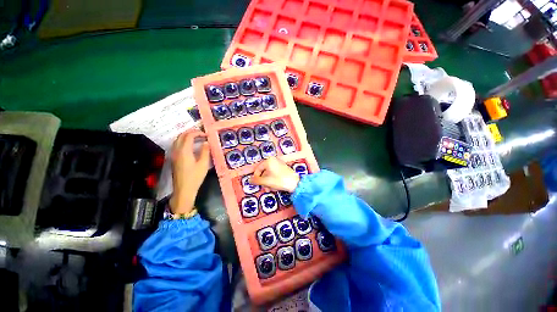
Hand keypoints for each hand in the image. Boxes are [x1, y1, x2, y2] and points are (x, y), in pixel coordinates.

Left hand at [169, 130, 210, 213]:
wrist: (184, 189)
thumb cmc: (195, 177)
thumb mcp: (203, 164)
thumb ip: (205, 151)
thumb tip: (206, 142)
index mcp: (184, 151)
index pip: (189, 136)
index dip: (198, 133)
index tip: (206, 135)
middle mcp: (177, 150)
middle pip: (181, 136)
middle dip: (191, 132)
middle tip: (202, 134)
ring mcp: (174, 154)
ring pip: (178, 140)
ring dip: (187, 136)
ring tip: (197, 138)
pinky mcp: (174, 158)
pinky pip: (177, 145)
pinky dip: (184, 141)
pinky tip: (190, 146)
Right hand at [251, 157, 299, 192]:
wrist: (295, 183)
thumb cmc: (279, 180)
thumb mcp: (266, 181)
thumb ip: (256, 181)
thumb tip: (249, 180)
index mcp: (269, 161)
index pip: (258, 169)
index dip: (256, 177)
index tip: (256, 184)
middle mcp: (274, 161)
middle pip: (264, 172)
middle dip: (264, 181)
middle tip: (265, 188)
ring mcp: (279, 164)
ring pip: (269, 174)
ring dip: (269, 182)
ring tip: (271, 189)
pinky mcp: (284, 169)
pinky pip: (275, 174)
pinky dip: (274, 180)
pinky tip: (276, 187)